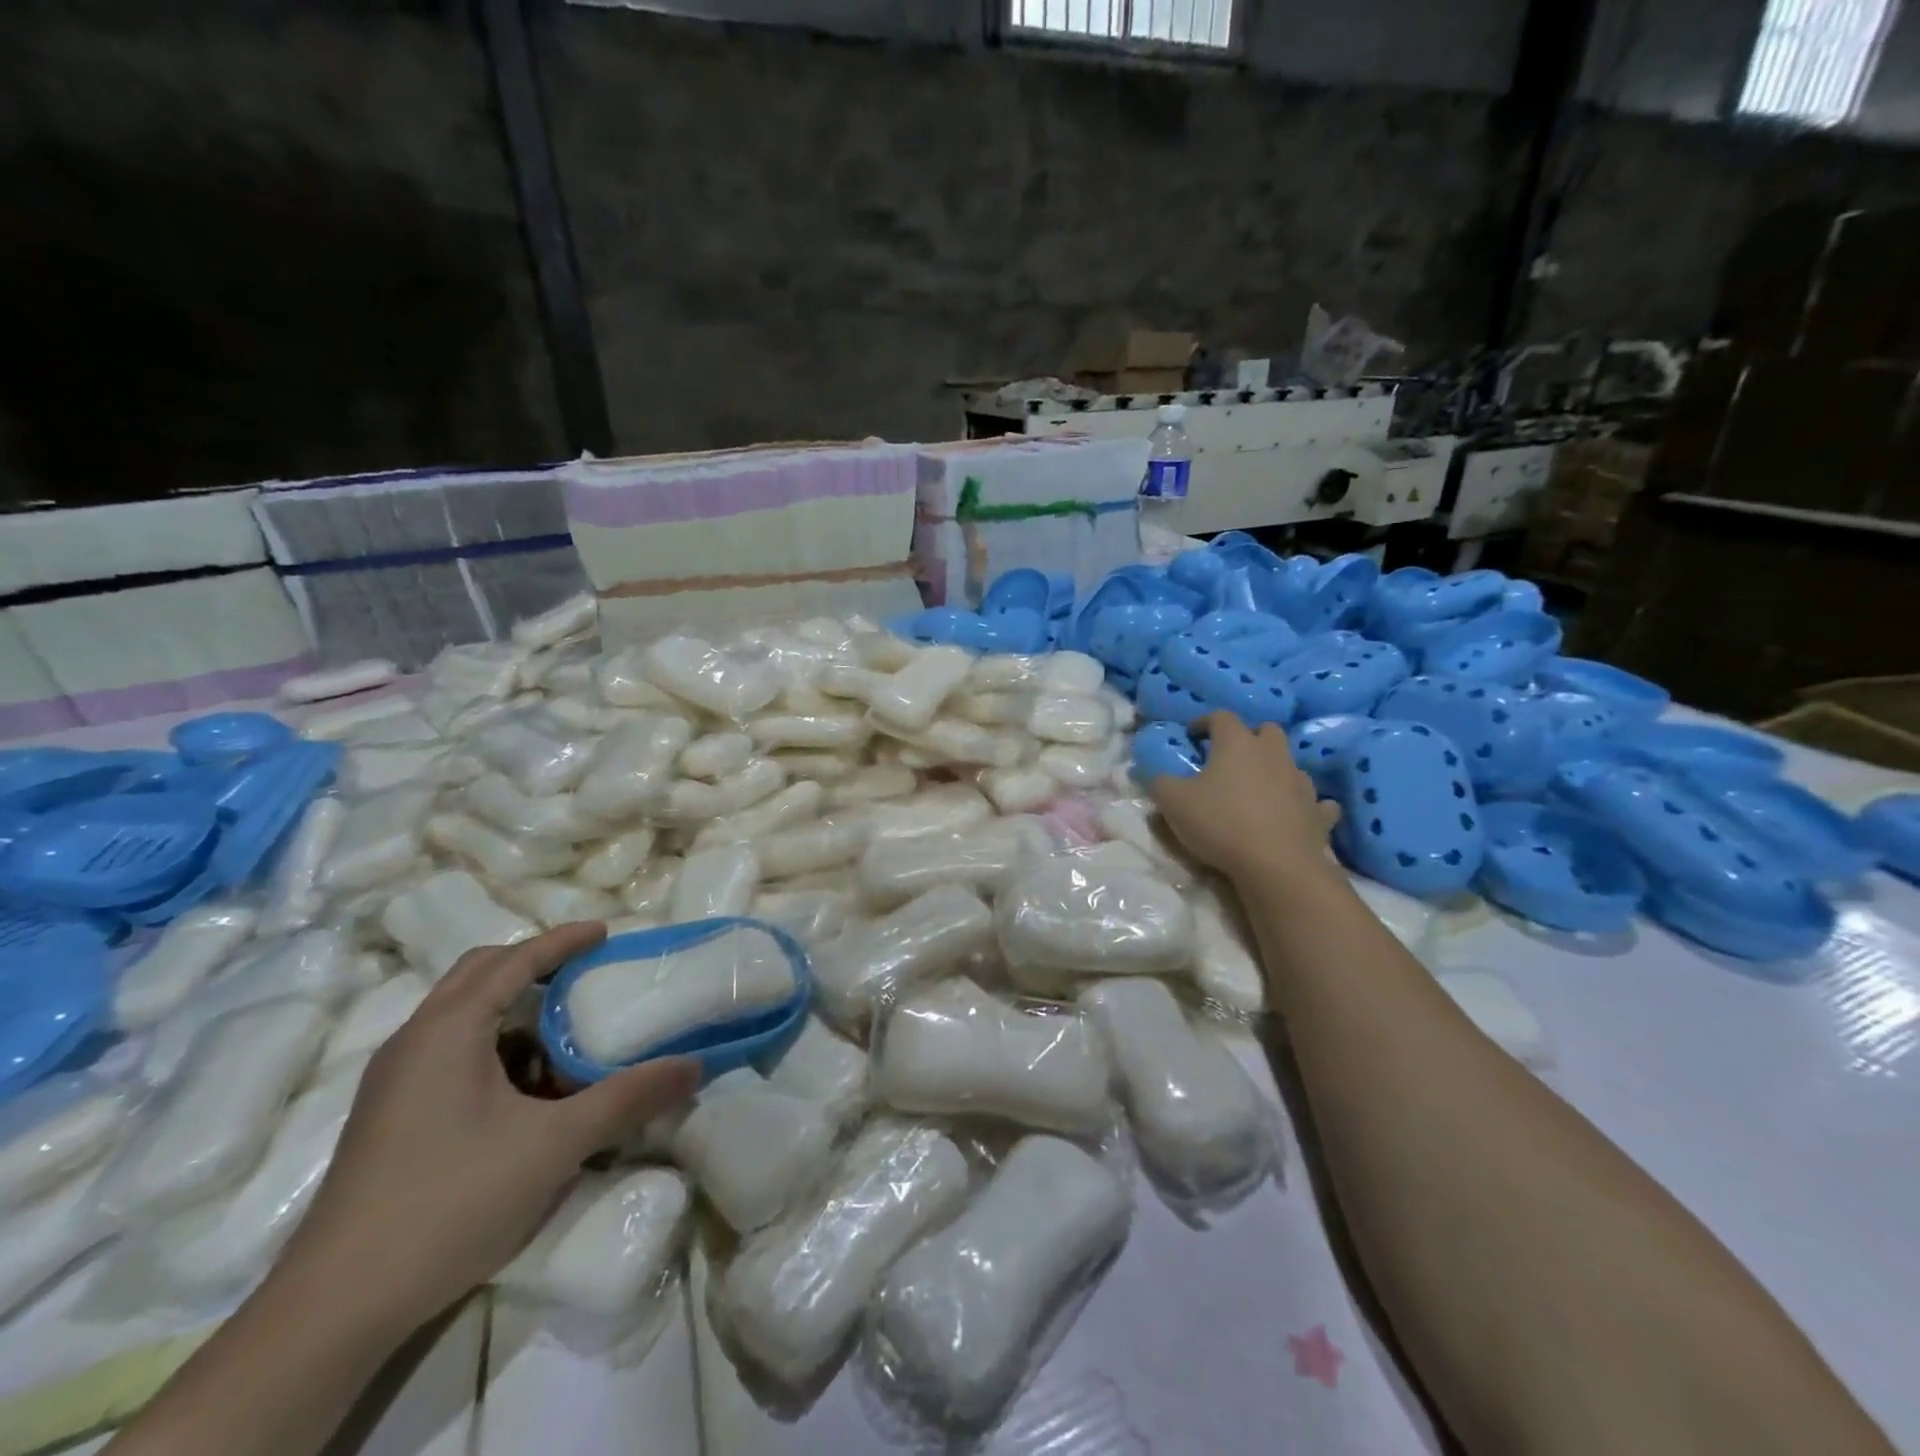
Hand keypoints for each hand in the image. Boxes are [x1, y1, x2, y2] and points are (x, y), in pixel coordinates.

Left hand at [276, 923, 699, 1336]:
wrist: (335, 1308)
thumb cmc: (450, 1201)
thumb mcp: (554, 1145)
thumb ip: (626, 1098)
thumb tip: (692, 1065)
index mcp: (448, 1030)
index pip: (513, 960)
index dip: (562, 941)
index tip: (605, 932)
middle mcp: (414, 1041)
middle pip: (478, 974)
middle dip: (533, 963)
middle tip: (583, 971)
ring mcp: (394, 1081)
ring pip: (459, 1014)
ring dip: (512, 1006)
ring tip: (562, 1028)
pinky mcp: (388, 1116)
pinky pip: (448, 1050)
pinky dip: (492, 1043)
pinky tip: (523, 1086)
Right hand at [1151, 712, 1341, 884]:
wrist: (1276, 865)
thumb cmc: (1220, 823)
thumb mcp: (1173, 802)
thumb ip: (1161, 782)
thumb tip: (1159, 774)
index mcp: (1237, 743)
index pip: (1221, 717)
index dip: (1204, 722)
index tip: (1192, 735)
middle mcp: (1273, 754)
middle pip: (1266, 731)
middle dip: (1250, 738)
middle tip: (1231, 757)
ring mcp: (1301, 782)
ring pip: (1291, 764)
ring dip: (1276, 770)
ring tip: (1259, 788)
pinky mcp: (1319, 812)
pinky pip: (1316, 802)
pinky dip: (1304, 804)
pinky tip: (1295, 813)